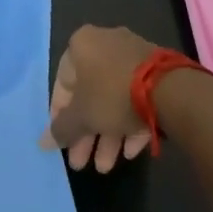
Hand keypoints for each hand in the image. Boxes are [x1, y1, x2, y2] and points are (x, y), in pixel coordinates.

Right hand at [42, 25, 157, 172]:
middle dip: (86, 132)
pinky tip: (131, 152)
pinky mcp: (157, 72)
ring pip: (113, 99)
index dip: (60, 115)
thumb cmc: (112, 94)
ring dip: (107, 134)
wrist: (170, 90)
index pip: (62, 82)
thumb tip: (42, 142)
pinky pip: (136, 99)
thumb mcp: (81, 115)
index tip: (64, 141)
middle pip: (89, 94)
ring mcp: (133, 57)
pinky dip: (130, 124)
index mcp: (82, 44)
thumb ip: (61, 129)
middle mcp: (105, 44)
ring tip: (107, 167)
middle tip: (82, 162)